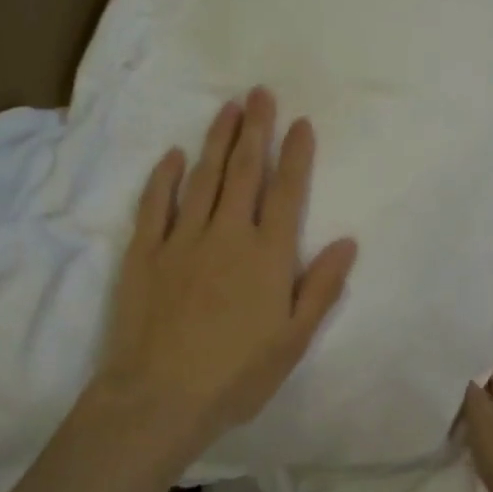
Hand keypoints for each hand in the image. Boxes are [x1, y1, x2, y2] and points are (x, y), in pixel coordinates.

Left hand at [93, 87, 357, 452]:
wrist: (159, 398)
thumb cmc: (236, 375)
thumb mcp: (294, 340)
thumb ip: (321, 288)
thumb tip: (348, 242)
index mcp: (267, 255)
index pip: (287, 192)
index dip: (295, 155)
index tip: (300, 122)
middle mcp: (227, 235)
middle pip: (244, 171)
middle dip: (255, 129)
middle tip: (259, 93)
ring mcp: (181, 239)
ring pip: (202, 178)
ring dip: (216, 140)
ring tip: (227, 108)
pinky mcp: (144, 252)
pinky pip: (155, 204)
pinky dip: (165, 177)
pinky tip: (174, 155)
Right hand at [461, 365, 492, 491]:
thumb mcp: (486, 428)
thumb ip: (477, 400)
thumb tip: (471, 372)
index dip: (485, 359)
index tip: (468, 348)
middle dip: (483, 385)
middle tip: (455, 379)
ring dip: (486, 413)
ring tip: (461, 412)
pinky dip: (491, 438)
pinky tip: (479, 447)